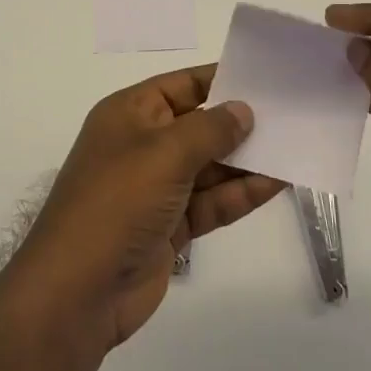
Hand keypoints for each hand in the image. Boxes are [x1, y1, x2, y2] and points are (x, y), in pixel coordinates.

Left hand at [5, 64, 285, 358]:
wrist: (78, 292)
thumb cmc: (117, 202)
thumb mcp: (164, 153)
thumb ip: (210, 129)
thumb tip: (243, 110)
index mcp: (130, 114)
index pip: (182, 85)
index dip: (220, 79)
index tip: (264, 77)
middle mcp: (142, 145)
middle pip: (199, 126)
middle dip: (240, 123)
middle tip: (290, 115)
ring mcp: (156, 189)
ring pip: (209, 167)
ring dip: (246, 161)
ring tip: (293, 148)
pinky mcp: (170, 228)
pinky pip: (210, 202)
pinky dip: (239, 194)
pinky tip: (276, 184)